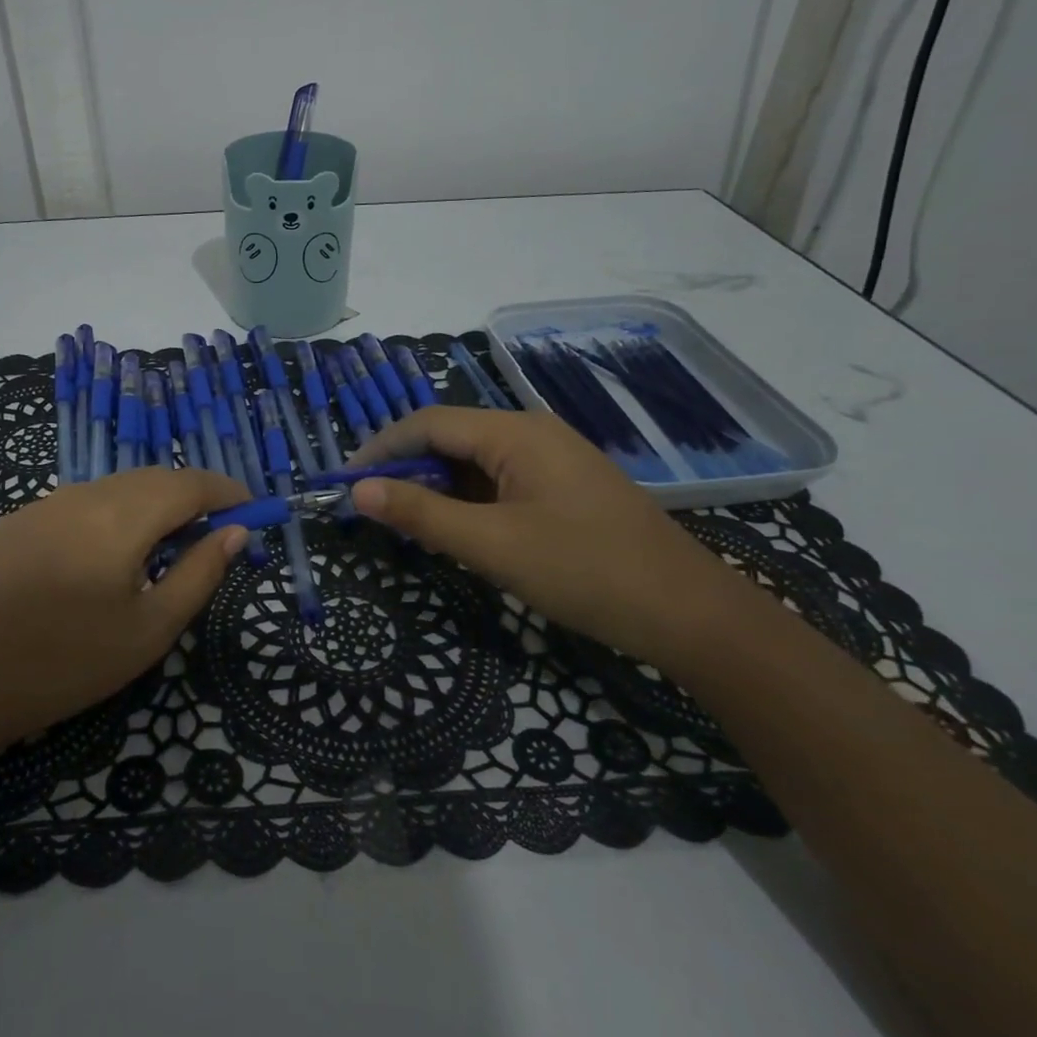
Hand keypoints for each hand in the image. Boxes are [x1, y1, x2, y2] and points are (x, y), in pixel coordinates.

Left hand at [0, 466, 249, 759]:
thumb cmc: (67, 663)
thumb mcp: (150, 630)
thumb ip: (199, 574)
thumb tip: (236, 532)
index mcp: (120, 517)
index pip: (188, 484)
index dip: (225, 491)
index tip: (251, 508)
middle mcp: (82, 494)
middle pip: (152, 479)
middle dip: (190, 497)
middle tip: (213, 532)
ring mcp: (43, 504)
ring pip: (114, 488)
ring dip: (150, 505)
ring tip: (164, 546)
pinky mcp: (16, 521)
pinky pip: (79, 504)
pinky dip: (111, 516)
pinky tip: (104, 556)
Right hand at [350, 407, 743, 668]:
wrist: (689, 614)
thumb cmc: (584, 571)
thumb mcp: (492, 545)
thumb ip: (421, 515)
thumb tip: (359, 490)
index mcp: (516, 432)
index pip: (429, 422)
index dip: (382, 448)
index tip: (346, 482)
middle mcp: (533, 433)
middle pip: (452, 437)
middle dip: (407, 469)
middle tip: (373, 509)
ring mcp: (553, 460)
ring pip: (475, 462)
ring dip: (437, 488)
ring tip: (407, 524)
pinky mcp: (565, 488)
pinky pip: (501, 482)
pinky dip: (469, 501)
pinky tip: (457, 530)